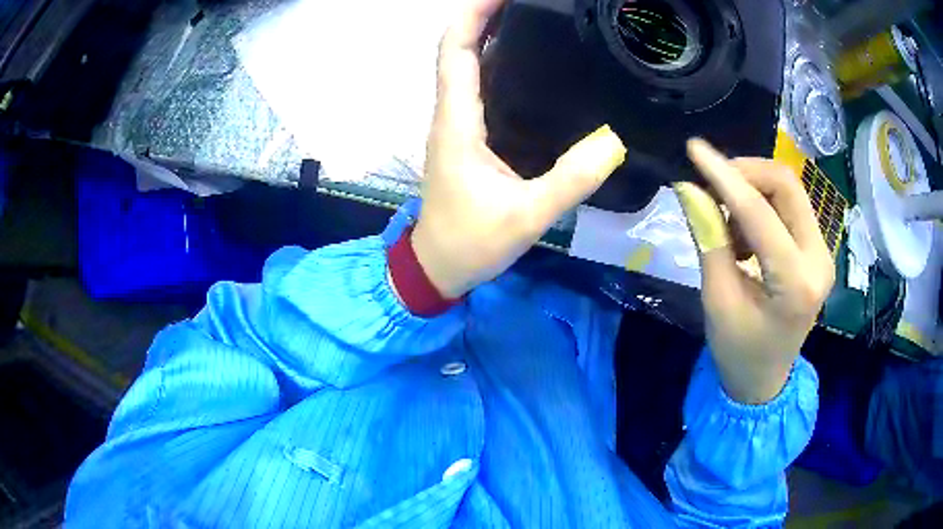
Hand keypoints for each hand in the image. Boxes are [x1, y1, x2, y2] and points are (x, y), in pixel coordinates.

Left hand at [411, 0, 626, 298]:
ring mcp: (457, 125)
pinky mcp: (466, 138)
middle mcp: (451, 114)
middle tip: (525, 3)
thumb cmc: (470, 243)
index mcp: (457, 122)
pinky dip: (495, 64)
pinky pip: (477, 88)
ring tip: (530, 21)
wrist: (437, 267)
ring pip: (465, 66)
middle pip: (458, 49)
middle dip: (484, 17)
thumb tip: (614, 141)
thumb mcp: (526, 216)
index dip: (473, 15)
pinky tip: (527, 64)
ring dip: (489, 36)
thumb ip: (570, 181)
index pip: (456, 51)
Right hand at [675, 140, 835, 403]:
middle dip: (745, 172)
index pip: (760, 213)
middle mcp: (819, 259)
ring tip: (727, 222)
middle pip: (787, 186)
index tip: (694, 149)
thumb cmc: (738, 351)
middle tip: (712, 181)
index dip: (724, 176)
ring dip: (753, 189)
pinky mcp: (817, 250)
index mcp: (795, 283)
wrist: (765, 380)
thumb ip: (708, 240)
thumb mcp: (717, 300)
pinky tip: (744, 234)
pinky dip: (762, 205)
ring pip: (790, 191)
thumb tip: (690, 189)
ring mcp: (822, 253)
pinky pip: (790, 207)